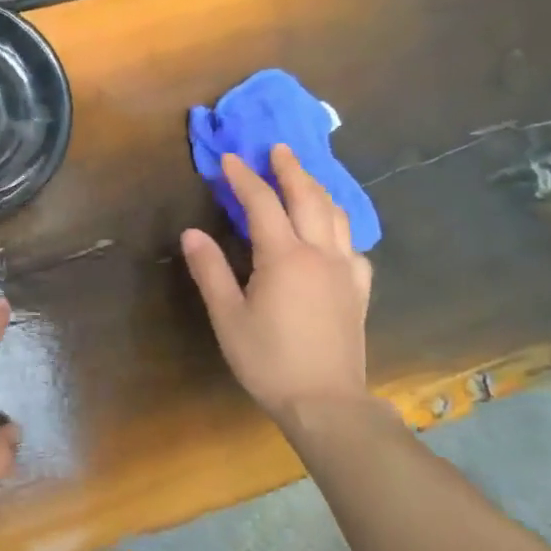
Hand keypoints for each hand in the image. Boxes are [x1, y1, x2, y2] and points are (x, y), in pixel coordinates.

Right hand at [181, 143, 377, 435]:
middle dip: (290, 169)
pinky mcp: (358, 290)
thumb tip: (192, 232)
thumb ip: (210, 270)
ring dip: (318, 189)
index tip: (229, 159)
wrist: (326, 402)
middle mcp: (320, 253)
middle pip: (307, 197)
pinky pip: (352, 246)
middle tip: (277, 149)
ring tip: (304, 179)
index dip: (243, 177)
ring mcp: (345, 270)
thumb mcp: (228, 317)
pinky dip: (339, 228)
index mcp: (284, 256)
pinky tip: (332, 236)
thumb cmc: (268, 360)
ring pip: (336, 216)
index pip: (261, 203)